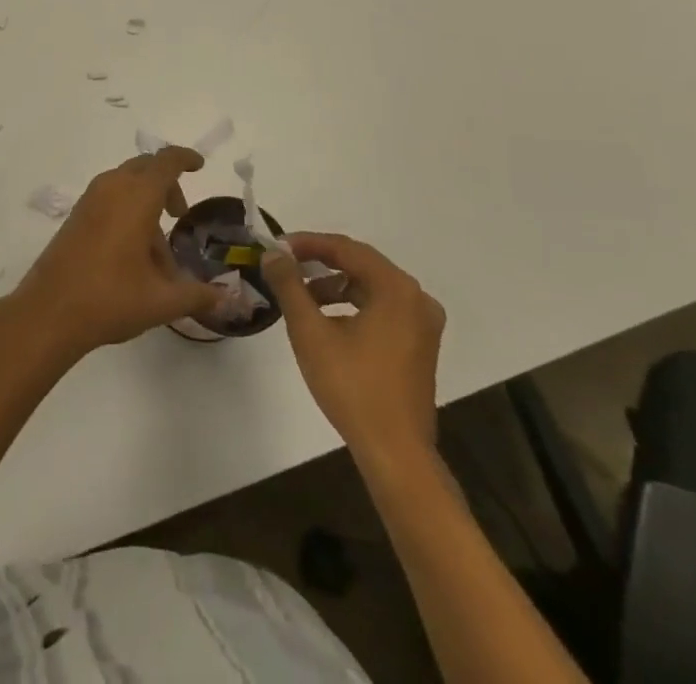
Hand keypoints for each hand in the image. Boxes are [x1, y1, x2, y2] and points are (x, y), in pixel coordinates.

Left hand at [12, 148, 221, 358]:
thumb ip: (197, 295)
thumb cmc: (110, 298)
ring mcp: (90, 200)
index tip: (199, 166)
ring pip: (126, 185)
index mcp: (137, 197)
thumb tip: (227, 298)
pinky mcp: (76, 216)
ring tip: (158, 254)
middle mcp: (112, 188)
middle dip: (166, 185)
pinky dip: (126, 212)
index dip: (184, 159)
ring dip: (146, 205)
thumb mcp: (161, 301)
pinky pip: (109, 199)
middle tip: (179, 215)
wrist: (48, 312)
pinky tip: (132, 256)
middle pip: (145, 169)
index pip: (166, 162)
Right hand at [263, 234, 445, 461]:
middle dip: (320, 261)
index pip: (346, 249)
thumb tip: (272, 254)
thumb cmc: (352, 386)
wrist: (395, 452)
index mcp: (396, 288)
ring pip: (371, 287)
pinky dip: (353, 305)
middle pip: (361, 264)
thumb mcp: (310, 331)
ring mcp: (422, 323)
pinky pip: (382, 307)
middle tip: (286, 264)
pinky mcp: (420, 344)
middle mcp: (415, 298)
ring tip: (302, 295)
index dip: (308, 243)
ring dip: (335, 285)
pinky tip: (328, 320)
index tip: (276, 246)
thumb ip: (289, 285)